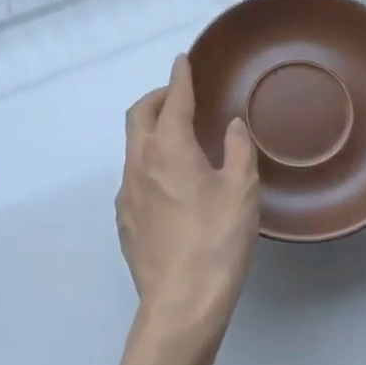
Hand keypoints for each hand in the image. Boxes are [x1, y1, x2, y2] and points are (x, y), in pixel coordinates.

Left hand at [116, 55, 260, 356]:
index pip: (172, 99)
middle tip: (178, 96)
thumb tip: (232, 125)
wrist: (181, 303)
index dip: (179, 77)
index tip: (182, 60)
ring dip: (151, 130)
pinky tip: (169, 183)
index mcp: (168, 148)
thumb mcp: (242, 190)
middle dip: (156, 98)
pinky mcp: (123, 220)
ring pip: (133, 146)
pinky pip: (133, 176)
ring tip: (177, 139)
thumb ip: (238, 149)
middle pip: (139, 115)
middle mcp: (139, 163)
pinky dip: (148, 162)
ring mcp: (125, 193)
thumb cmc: (217, 240)